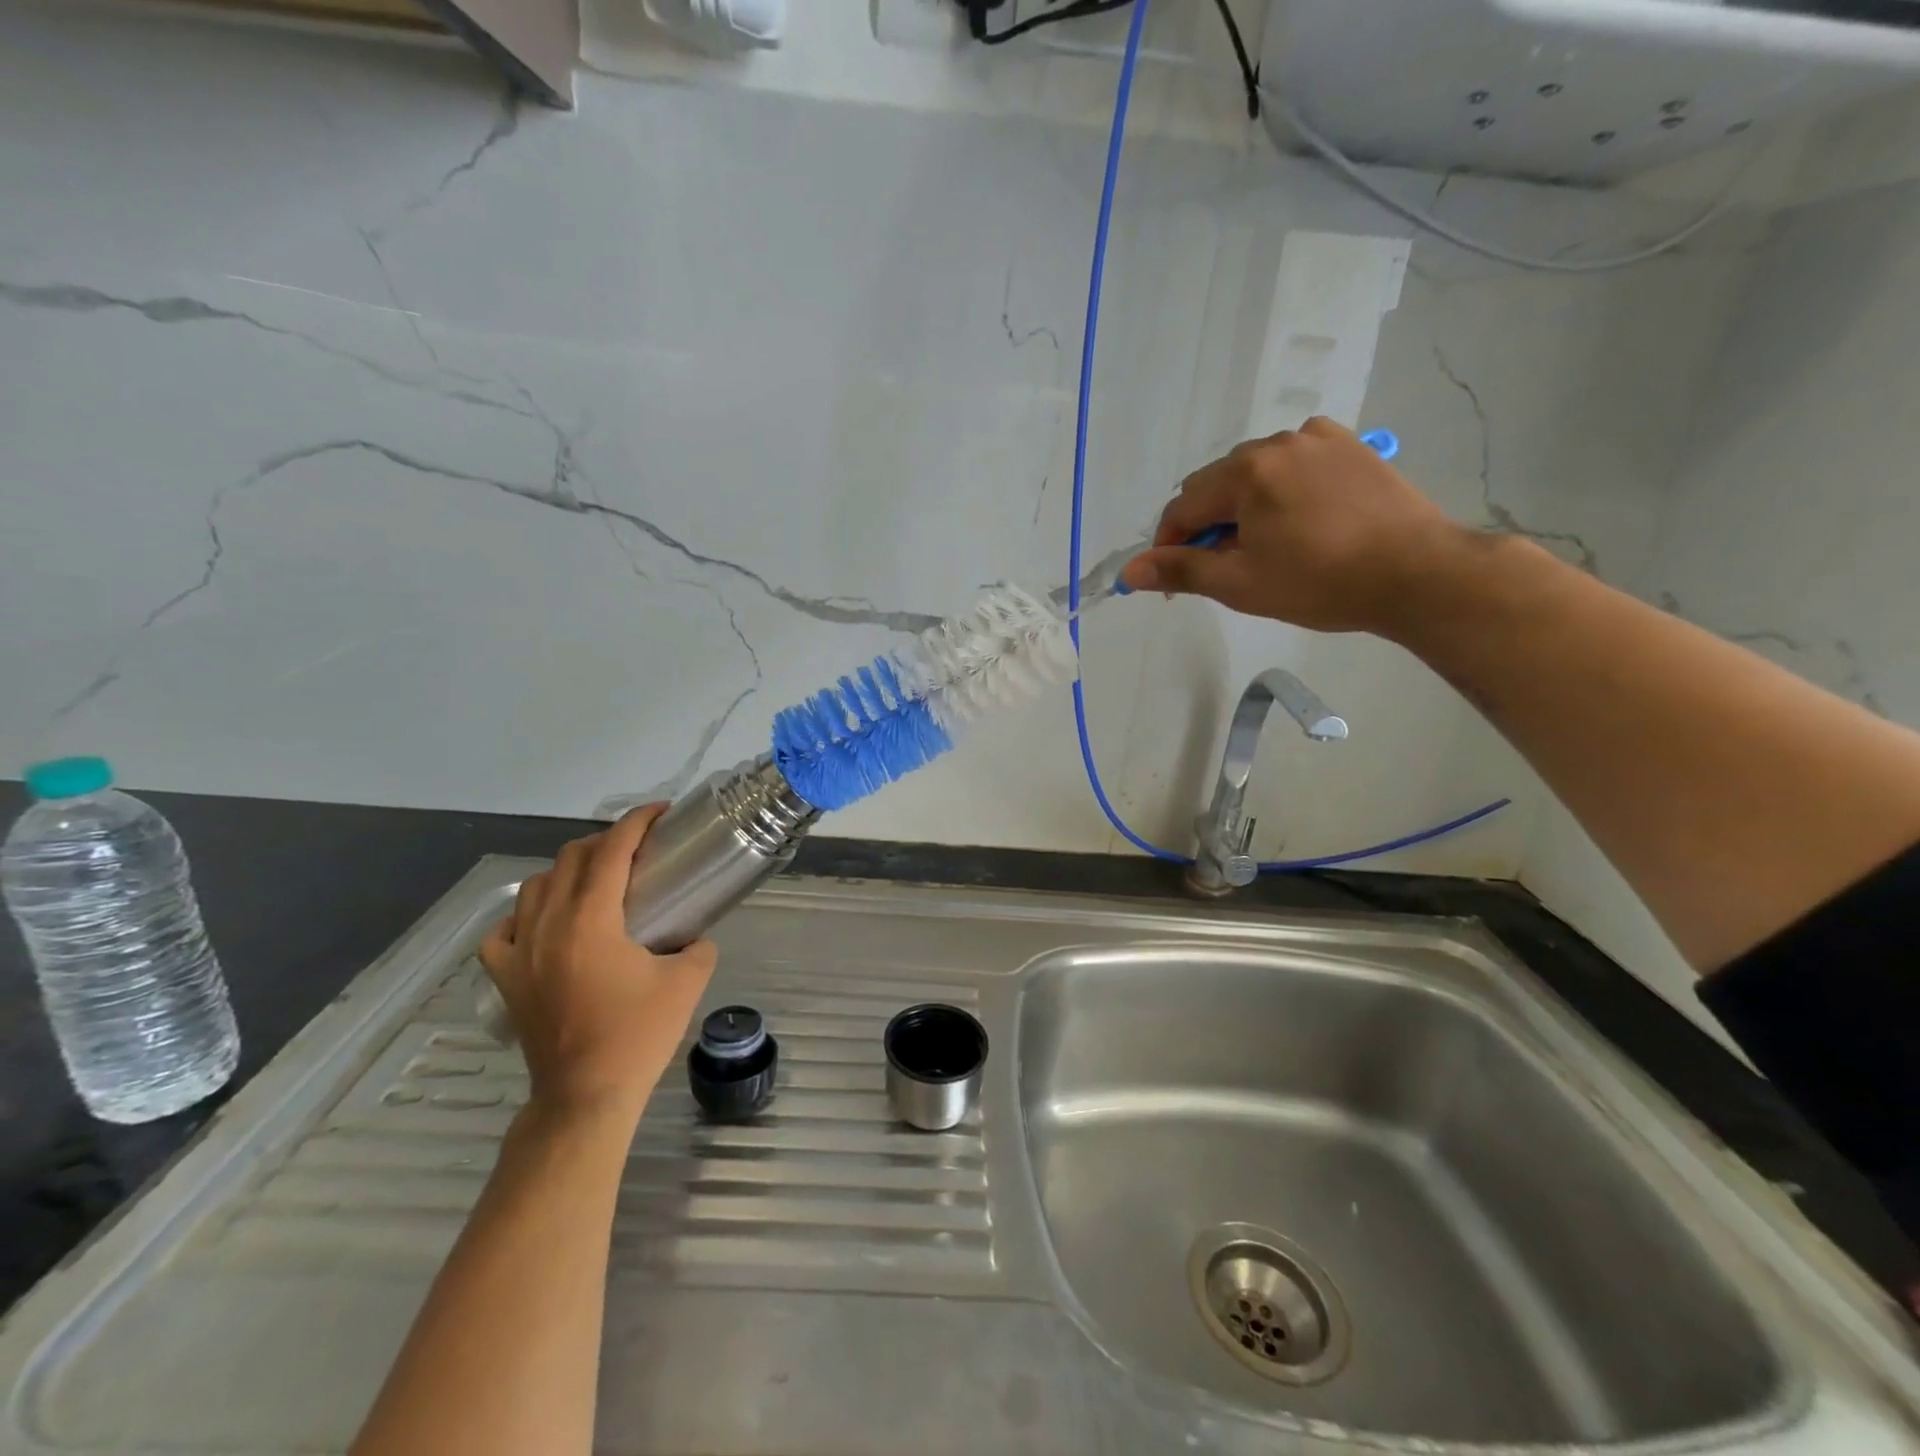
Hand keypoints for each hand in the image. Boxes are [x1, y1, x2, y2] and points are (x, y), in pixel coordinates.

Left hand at [478, 806, 715, 1121]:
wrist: (585, 1095)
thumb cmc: (638, 1035)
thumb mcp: (687, 982)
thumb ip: (698, 945)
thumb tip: (694, 935)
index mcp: (591, 921)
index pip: (610, 851)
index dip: (636, 823)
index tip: (659, 812)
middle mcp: (548, 926)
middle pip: (570, 859)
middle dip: (606, 841)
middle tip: (638, 848)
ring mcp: (519, 952)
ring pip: (535, 886)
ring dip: (568, 871)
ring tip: (596, 881)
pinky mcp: (506, 978)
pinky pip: (504, 929)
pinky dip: (527, 914)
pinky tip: (547, 923)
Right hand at [1120, 417, 1468, 635]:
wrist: (1417, 572)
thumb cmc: (1320, 582)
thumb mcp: (1241, 584)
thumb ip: (1181, 570)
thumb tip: (1128, 572)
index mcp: (1245, 473)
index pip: (1183, 508)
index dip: (1170, 546)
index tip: (1177, 582)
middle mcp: (1277, 441)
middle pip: (1217, 485)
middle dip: (1208, 525)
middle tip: (1225, 568)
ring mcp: (1319, 438)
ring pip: (1255, 472)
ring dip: (1244, 506)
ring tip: (1267, 546)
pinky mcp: (1350, 445)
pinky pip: (1294, 462)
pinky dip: (1282, 488)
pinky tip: (1299, 517)